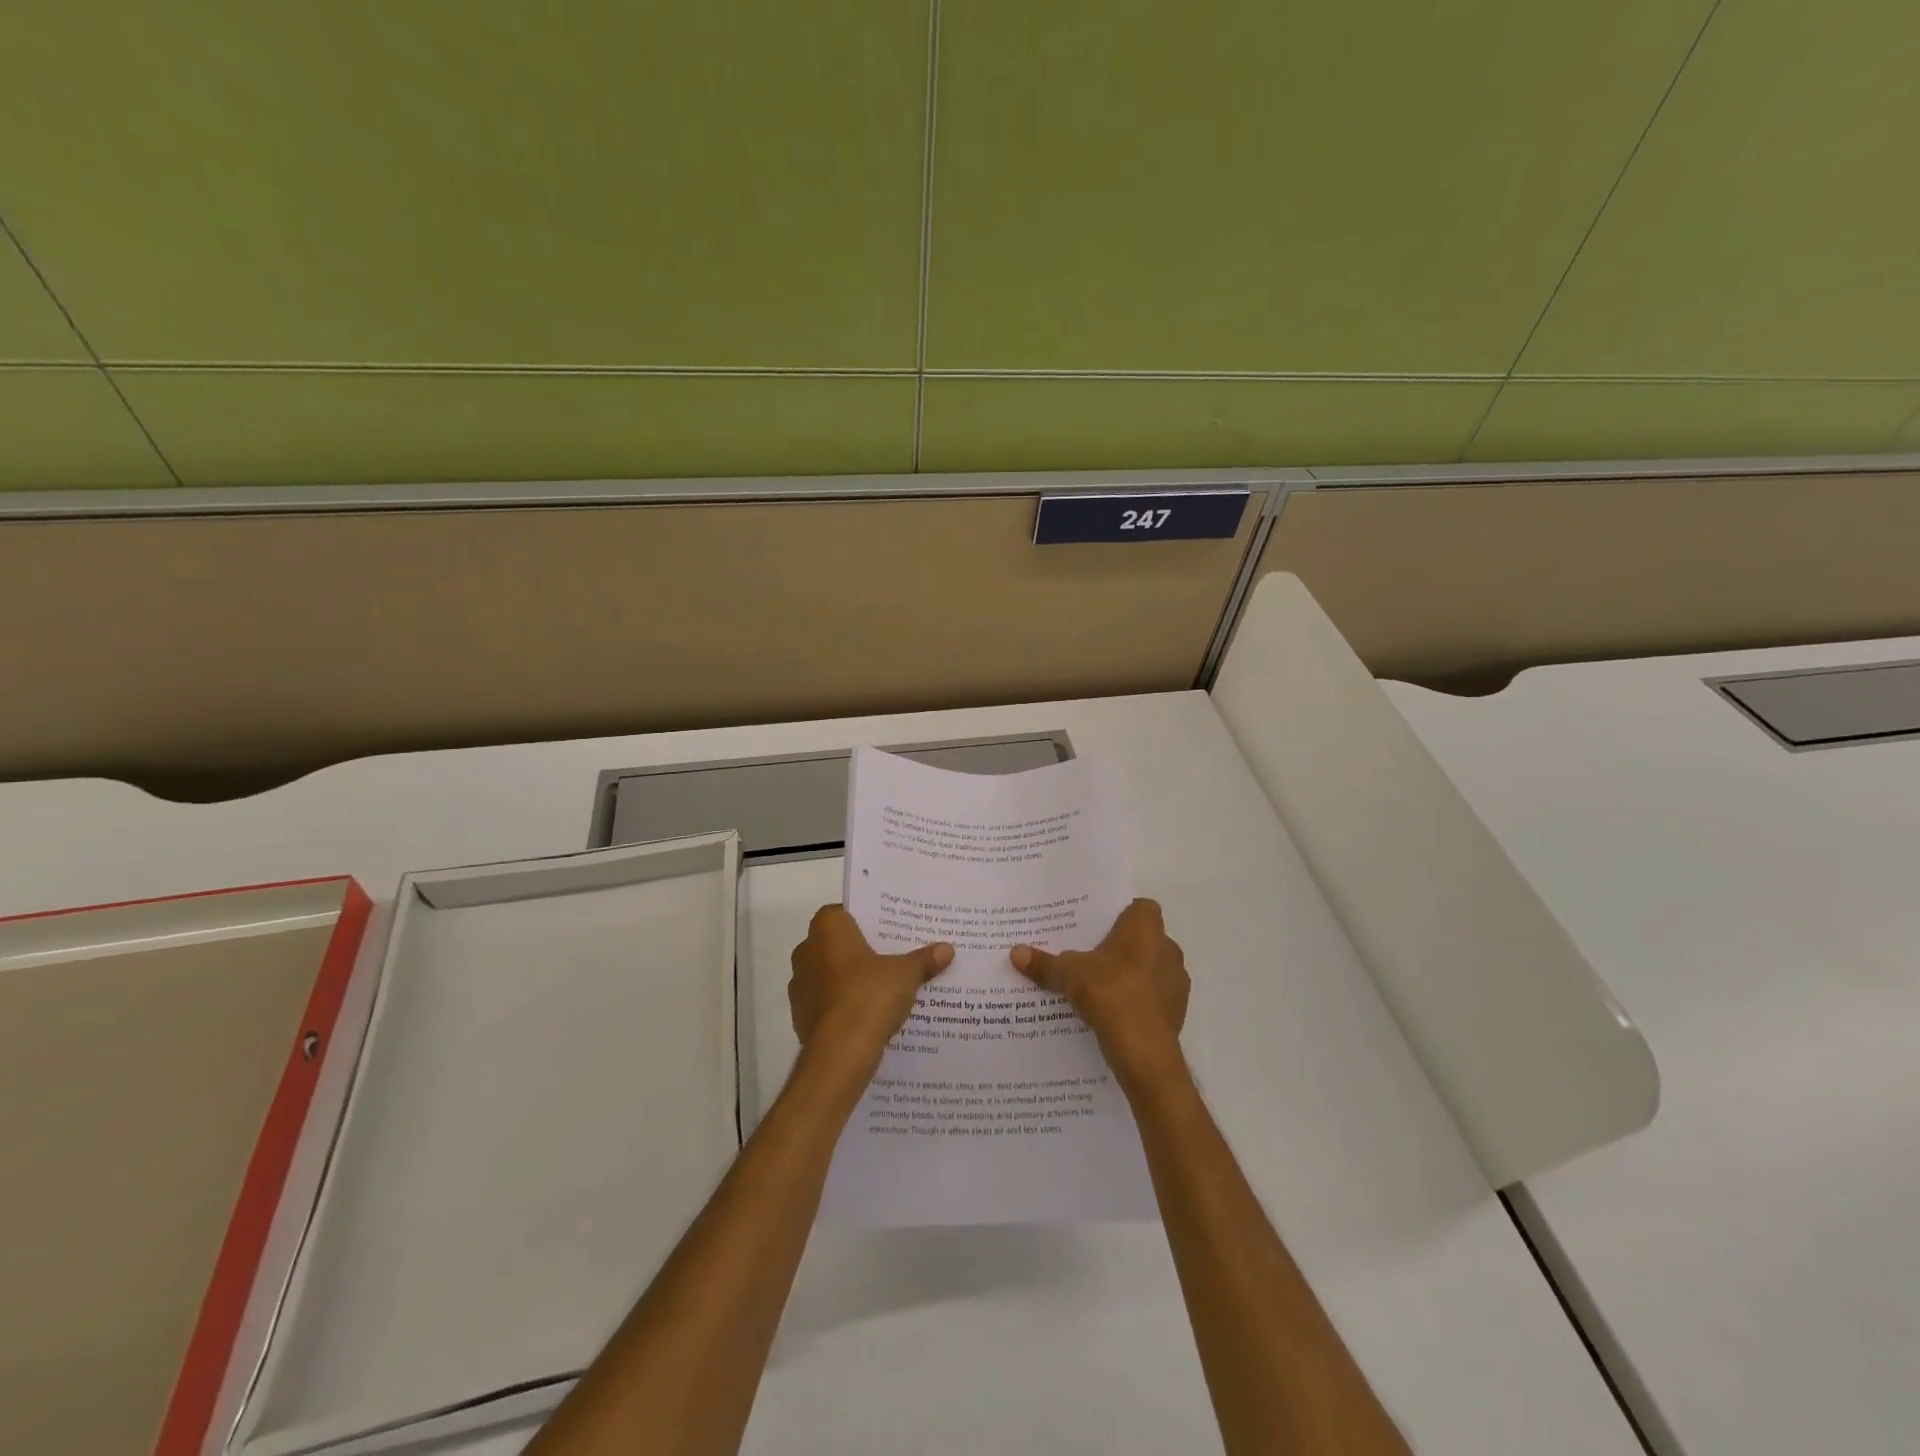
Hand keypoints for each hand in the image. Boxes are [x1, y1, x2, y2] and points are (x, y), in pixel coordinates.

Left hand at [790, 905, 953, 1066]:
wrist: (840, 1054)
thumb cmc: (869, 996)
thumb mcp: (906, 974)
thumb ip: (924, 960)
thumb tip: (947, 949)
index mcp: (827, 930)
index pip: (841, 912)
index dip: (862, 919)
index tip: (885, 928)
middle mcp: (806, 951)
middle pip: (835, 943)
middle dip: (858, 949)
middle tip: (890, 955)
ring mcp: (800, 986)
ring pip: (829, 974)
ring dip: (849, 979)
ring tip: (883, 986)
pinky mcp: (801, 1017)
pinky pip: (827, 1002)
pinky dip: (843, 1004)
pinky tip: (868, 1014)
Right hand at [1010, 898, 1189, 1088]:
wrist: (1144, 1051)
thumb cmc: (1110, 994)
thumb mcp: (1068, 975)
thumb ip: (1044, 963)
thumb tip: (1015, 952)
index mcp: (1146, 928)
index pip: (1141, 907)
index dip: (1122, 914)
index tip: (1099, 927)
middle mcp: (1168, 948)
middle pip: (1145, 938)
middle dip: (1122, 946)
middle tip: (1092, 956)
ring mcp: (1176, 981)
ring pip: (1152, 968)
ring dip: (1133, 974)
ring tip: (1101, 987)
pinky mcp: (1177, 1010)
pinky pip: (1155, 996)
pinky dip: (1139, 1001)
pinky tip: (1115, 1013)